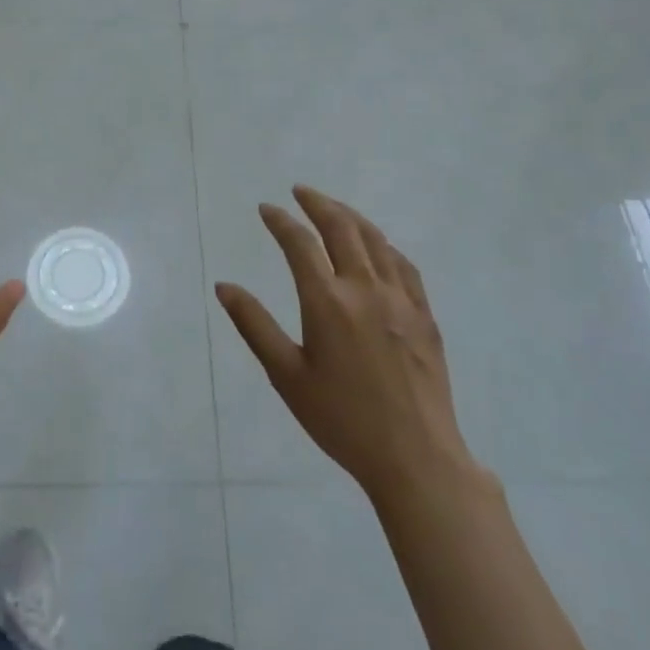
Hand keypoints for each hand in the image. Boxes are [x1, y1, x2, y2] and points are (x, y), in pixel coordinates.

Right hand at [215, 186, 482, 501]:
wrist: (416, 457)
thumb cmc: (342, 419)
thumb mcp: (287, 376)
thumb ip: (254, 325)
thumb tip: (224, 286)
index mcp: (327, 302)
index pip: (300, 243)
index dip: (281, 221)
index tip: (266, 208)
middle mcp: (365, 288)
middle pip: (342, 228)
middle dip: (318, 203)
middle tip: (300, 192)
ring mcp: (401, 299)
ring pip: (375, 240)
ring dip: (351, 216)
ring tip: (333, 208)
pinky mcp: (424, 314)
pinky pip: (403, 264)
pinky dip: (384, 244)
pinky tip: (377, 246)